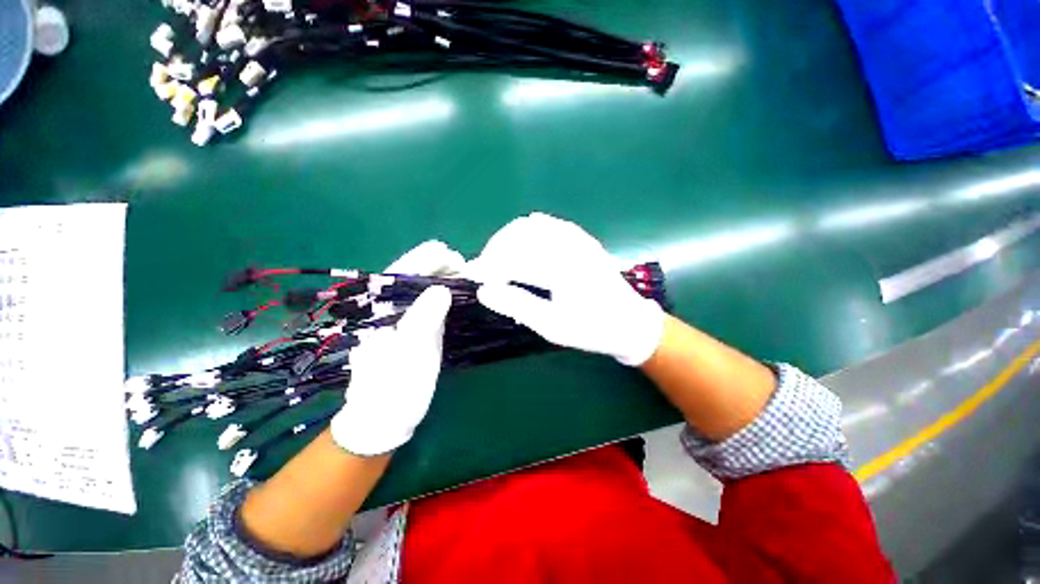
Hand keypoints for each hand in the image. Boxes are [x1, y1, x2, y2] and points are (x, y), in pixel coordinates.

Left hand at [330, 241, 461, 455]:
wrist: (387, 419)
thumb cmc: (393, 388)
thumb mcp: (408, 354)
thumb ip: (422, 319)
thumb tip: (441, 288)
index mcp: (380, 308)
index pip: (402, 271)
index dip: (427, 260)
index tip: (451, 255)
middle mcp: (392, 307)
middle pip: (417, 276)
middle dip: (441, 267)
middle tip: (466, 267)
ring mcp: (407, 317)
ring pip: (427, 288)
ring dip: (448, 279)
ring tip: (470, 275)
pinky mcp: (420, 328)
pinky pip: (435, 304)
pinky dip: (451, 296)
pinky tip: (464, 292)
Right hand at [467, 213, 664, 365]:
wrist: (629, 323)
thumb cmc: (592, 329)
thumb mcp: (553, 325)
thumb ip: (517, 306)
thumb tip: (484, 292)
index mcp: (563, 266)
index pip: (514, 259)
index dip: (488, 267)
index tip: (473, 278)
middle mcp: (569, 244)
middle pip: (519, 234)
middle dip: (495, 251)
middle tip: (485, 272)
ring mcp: (577, 237)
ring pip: (530, 225)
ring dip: (509, 240)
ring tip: (499, 262)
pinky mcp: (580, 238)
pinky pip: (546, 225)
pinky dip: (526, 234)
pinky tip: (521, 249)